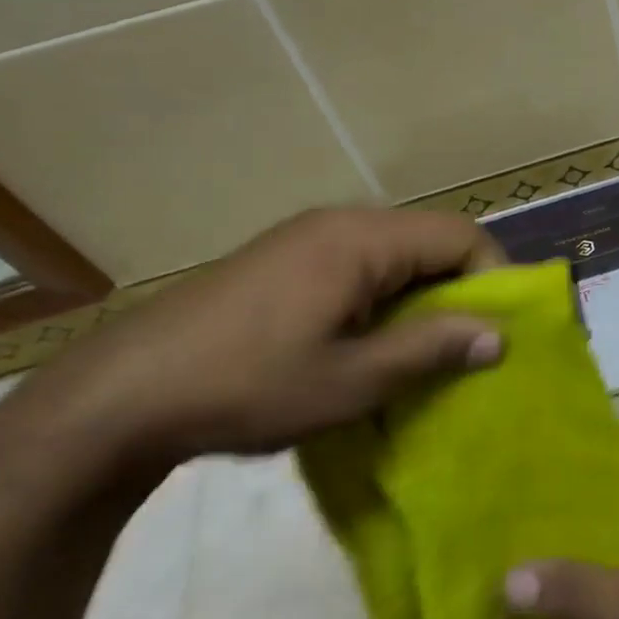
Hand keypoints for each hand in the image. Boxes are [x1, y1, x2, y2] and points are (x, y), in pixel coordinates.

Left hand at [3, 207, 506, 475]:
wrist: (119, 395)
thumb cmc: (246, 385)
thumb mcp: (350, 380)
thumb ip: (430, 349)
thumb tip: (499, 337)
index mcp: (362, 239)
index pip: (461, 236)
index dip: (495, 278)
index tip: (499, 333)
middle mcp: (341, 223)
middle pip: (431, 240)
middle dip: (461, 289)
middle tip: (467, 348)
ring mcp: (308, 238)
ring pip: (397, 254)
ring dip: (422, 296)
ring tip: (423, 352)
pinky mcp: (285, 259)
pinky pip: (361, 265)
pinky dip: (386, 297)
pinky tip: (370, 343)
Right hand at [504, 461, 618, 618]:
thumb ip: (579, 589)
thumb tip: (507, 577)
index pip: (604, 469)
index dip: (559, 482)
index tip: (510, 497)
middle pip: (606, 510)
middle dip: (561, 528)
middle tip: (502, 539)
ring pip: (614, 545)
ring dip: (577, 562)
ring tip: (516, 570)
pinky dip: (597, 588)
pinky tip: (555, 605)